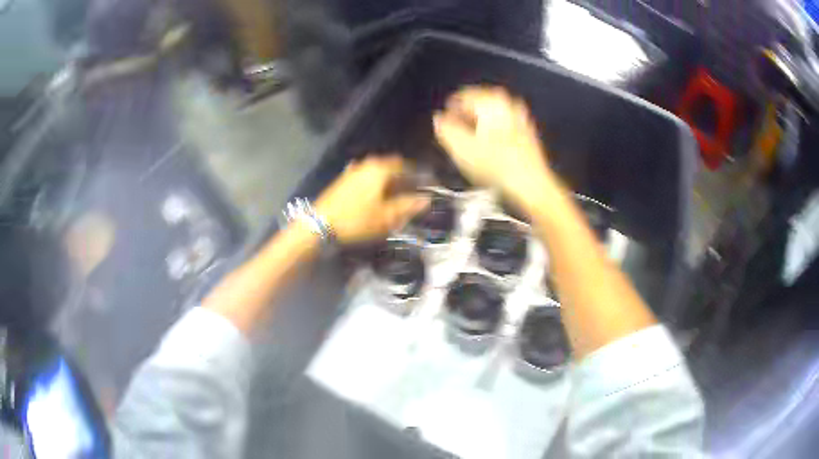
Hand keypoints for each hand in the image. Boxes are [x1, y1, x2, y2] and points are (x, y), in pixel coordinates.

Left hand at [315, 155, 428, 243]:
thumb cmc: (357, 220)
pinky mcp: (343, 179)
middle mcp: (368, 164)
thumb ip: (408, 205)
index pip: (406, 166)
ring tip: (395, 196)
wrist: (320, 224)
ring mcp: (353, 170)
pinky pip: (366, 178)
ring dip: (388, 181)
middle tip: (411, 192)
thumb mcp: (387, 217)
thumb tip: (426, 199)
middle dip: (403, 178)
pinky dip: (374, 184)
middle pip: (391, 167)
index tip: (426, 185)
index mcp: (381, 169)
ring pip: (378, 172)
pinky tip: (376, 197)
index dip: (417, 175)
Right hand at [433, 86, 551, 202]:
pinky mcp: (528, 131)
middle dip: (465, 114)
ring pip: (493, 113)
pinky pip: (504, 123)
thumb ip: (446, 130)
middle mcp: (507, 102)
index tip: (444, 124)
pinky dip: (494, 129)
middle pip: (479, 102)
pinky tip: (489, 145)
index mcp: (490, 101)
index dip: (450, 109)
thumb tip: (439, 118)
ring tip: (470, 139)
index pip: (462, 96)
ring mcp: (520, 115)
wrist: (531, 184)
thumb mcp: (461, 149)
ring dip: (480, 122)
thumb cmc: (495, 166)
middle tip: (455, 131)